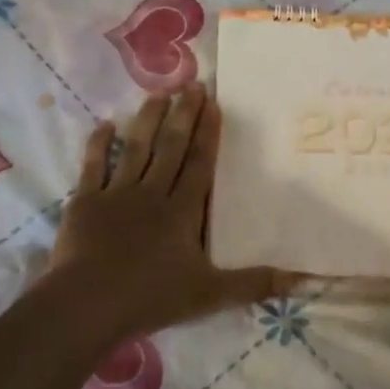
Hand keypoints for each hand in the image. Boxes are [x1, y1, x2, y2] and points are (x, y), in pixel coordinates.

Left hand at [46, 84, 293, 341]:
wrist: (88, 303)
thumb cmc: (152, 296)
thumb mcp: (211, 294)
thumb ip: (255, 284)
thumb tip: (304, 280)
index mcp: (183, 211)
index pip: (199, 164)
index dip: (207, 133)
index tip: (213, 103)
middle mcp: (152, 193)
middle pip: (170, 148)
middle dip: (183, 115)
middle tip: (191, 84)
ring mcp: (116, 195)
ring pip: (135, 149)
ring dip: (147, 121)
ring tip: (157, 94)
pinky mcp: (85, 203)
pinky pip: (92, 167)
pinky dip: (98, 145)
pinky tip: (104, 125)